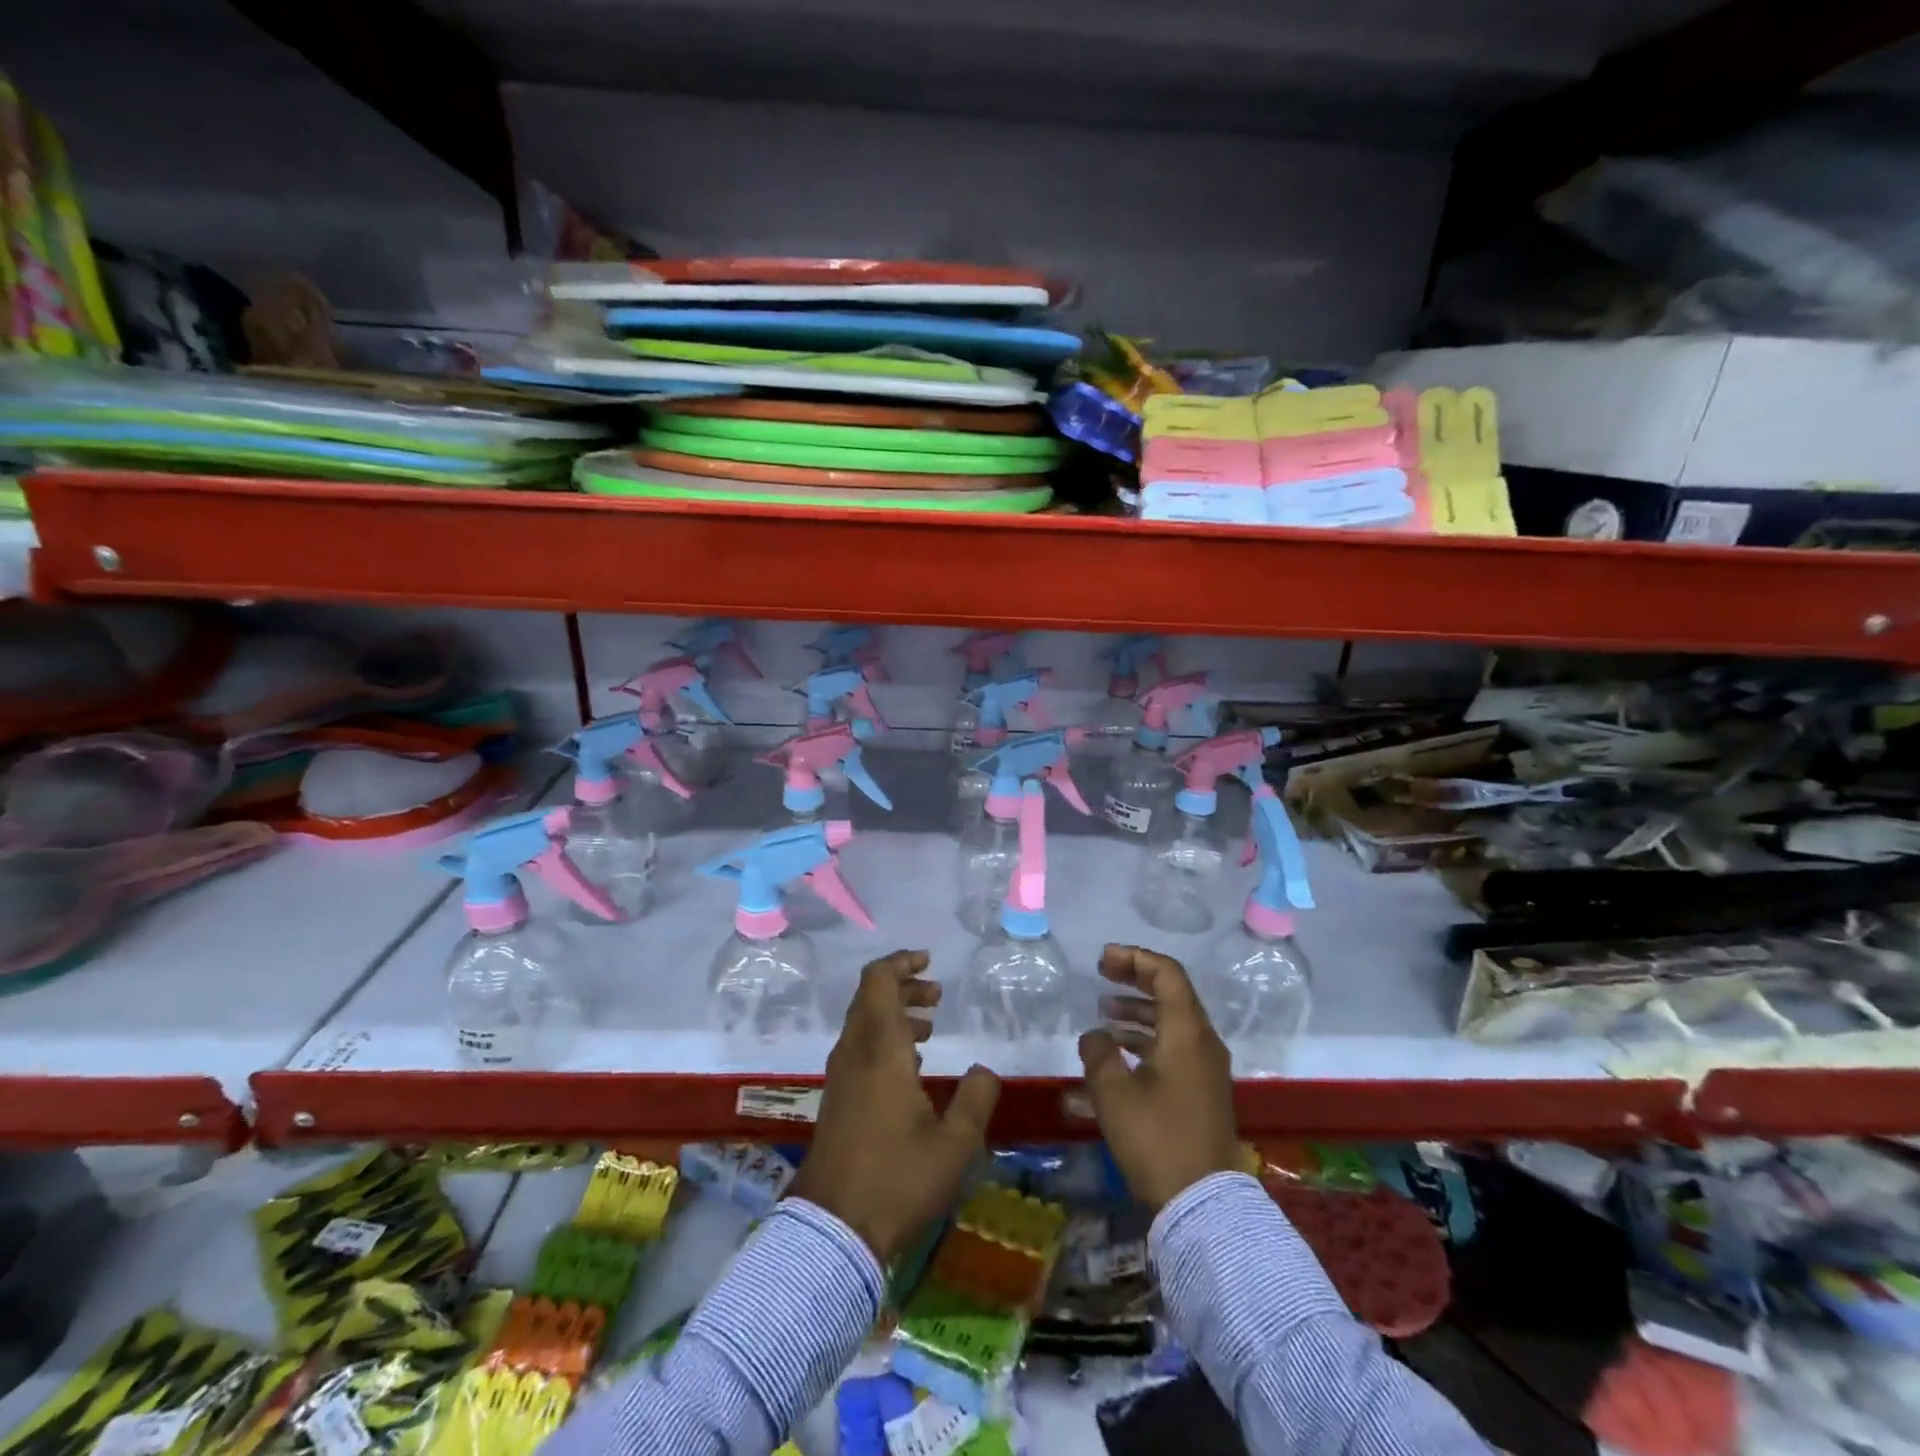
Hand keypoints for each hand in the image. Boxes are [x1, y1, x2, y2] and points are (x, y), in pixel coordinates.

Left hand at [788, 950, 1001, 1262]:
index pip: (878, 981)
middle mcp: (855, 1052)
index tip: (928, 962)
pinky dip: (884, 1039)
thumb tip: (983, 1070)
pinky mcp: (836, 1097)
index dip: (901, 962)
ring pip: (864, 1022)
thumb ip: (975, 1100)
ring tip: (929, 1027)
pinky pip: (859, 1047)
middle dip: (904, 987)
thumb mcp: (954, 1145)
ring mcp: (841, 1075)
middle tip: (937, 996)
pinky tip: (910, 1066)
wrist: (833, 1230)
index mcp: (880, 1049)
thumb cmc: (897, 1180)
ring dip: (894, 1014)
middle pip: (870, 997)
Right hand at [1079, 944, 1242, 1210]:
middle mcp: (1203, 1042)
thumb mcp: (1114, 1093)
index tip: (1103, 960)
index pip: (1166, 974)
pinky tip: (1118, 1051)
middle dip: (1135, 978)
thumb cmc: (1156, 1140)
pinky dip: (1147, 1037)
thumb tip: (1096, 1035)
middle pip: (1172, 992)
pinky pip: (1175, 1045)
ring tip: (1104, 1012)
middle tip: (1102, 974)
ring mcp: (1206, 1067)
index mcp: (1186, 1032)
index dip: (1134, 958)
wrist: (1202, 1204)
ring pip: (1172, 1021)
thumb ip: (1099, 1052)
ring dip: (1139, 1010)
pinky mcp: (1202, 1090)